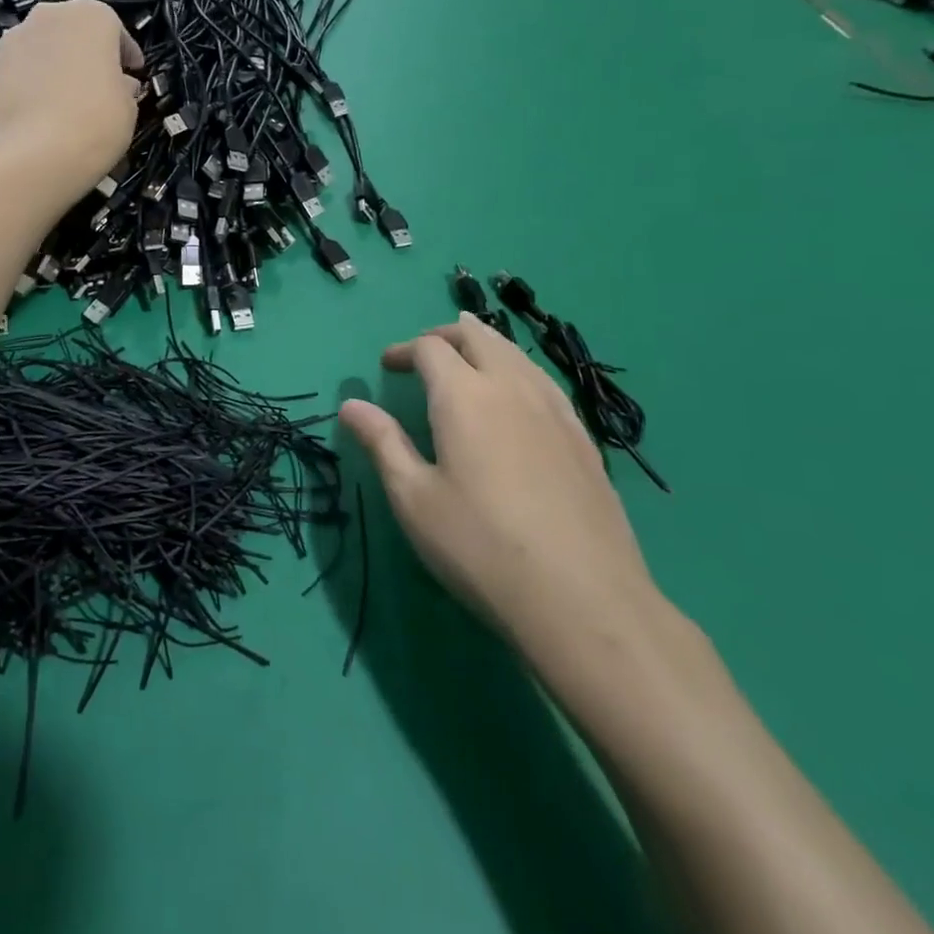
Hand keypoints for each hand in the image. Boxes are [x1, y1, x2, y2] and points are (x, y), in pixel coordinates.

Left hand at [0, 0, 142, 187]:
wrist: (39, 153)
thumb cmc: (98, 121)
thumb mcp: (128, 105)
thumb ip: (123, 85)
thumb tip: (118, 84)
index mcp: (91, 16)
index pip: (114, 27)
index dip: (125, 53)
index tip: (132, 73)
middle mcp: (49, 15)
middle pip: (72, 30)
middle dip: (85, 52)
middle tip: (97, 82)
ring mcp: (13, 38)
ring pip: (41, 46)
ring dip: (54, 64)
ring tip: (63, 97)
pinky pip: (18, 69)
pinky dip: (28, 82)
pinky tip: (37, 109)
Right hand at [339, 314, 663, 671]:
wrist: (582, 598)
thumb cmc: (480, 546)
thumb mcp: (414, 499)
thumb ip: (382, 442)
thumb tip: (351, 404)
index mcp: (465, 395)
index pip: (431, 348)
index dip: (404, 350)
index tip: (388, 366)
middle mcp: (512, 386)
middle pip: (478, 335)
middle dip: (446, 335)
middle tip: (425, 355)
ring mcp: (555, 408)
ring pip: (515, 353)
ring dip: (484, 347)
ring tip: (466, 366)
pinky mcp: (583, 436)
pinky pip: (542, 380)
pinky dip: (516, 371)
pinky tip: (514, 402)